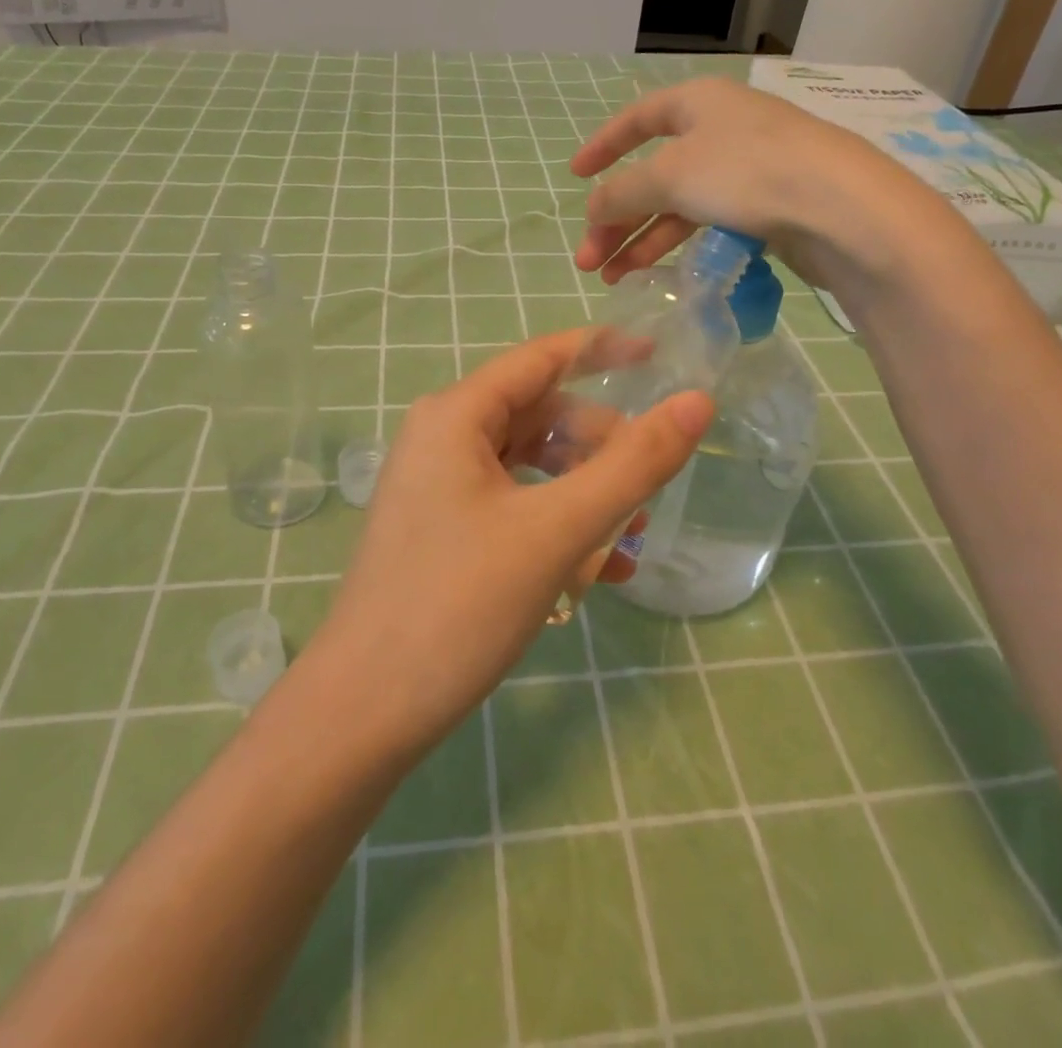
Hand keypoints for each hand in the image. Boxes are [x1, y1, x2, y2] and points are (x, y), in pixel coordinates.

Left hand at [305, 333, 714, 755]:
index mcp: (456, 415)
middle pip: (538, 415)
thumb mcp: (557, 530)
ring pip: (529, 466)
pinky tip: (596, 571)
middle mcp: (441, 437)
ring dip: (583, 491)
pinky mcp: (441, 529)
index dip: (602, 349)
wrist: (364, 713)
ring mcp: (436, 486)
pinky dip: (555, 524)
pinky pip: (512, 506)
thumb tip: (697, 402)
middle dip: (599, 443)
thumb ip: (632, 464)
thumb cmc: (459, 605)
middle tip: (649, 482)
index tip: (658, 355)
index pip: (542, 358)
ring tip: (630, 535)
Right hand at [571, 76, 962, 299]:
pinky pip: (707, 223)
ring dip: (641, 240)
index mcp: (698, 103)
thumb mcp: (669, 176)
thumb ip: (621, 192)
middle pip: (653, 173)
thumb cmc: (747, 173)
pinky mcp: (767, 207)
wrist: (841, 210)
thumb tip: (593, 208)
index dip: (602, 145)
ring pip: (678, 204)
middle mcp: (722, 130)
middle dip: (616, 217)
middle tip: (588, 260)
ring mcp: (747, 170)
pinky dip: (678, 246)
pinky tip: (657, 273)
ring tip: (613, 278)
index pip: (637, 118)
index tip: (574, 176)